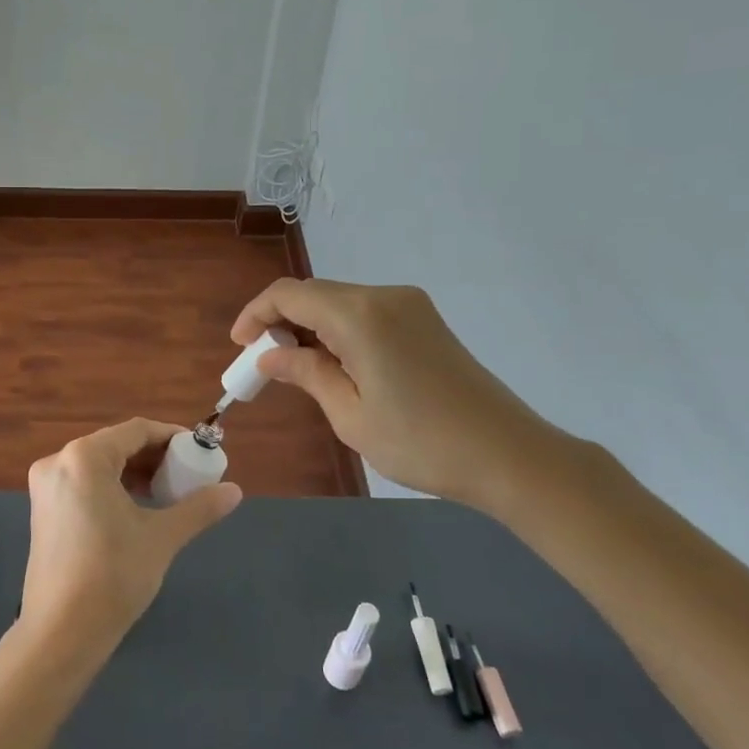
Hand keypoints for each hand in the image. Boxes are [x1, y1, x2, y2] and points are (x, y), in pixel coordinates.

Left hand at [21, 418, 242, 656]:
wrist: (61, 631)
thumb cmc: (113, 575)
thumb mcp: (162, 537)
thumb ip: (199, 508)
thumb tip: (234, 491)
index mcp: (84, 457)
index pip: (136, 431)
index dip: (172, 437)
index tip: (199, 453)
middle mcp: (58, 461)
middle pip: (115, 445)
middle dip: (153, 457)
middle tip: (186, 476)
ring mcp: (45, 486)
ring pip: (98, 465)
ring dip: (134, 473)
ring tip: (167, 494)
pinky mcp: (42, 509)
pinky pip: (83, 483)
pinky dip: (111, 488)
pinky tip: (135, 509)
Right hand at [233, 278, 564, 506]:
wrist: (509, 455)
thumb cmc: (421, 442)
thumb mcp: (350, 415)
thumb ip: (306, 374)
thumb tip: (271, 355)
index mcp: (359, 315)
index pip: (289, 294)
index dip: (256, 314)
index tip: (239, 347)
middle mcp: (383, 296)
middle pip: (314, 294)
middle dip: (280, 322)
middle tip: (264, 365)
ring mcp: (409, 305)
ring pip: (339, 302)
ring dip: (309, 327)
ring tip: (296, 369)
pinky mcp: (425, 321)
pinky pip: (365, 313)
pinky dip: (338, 330)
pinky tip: (337, 365)